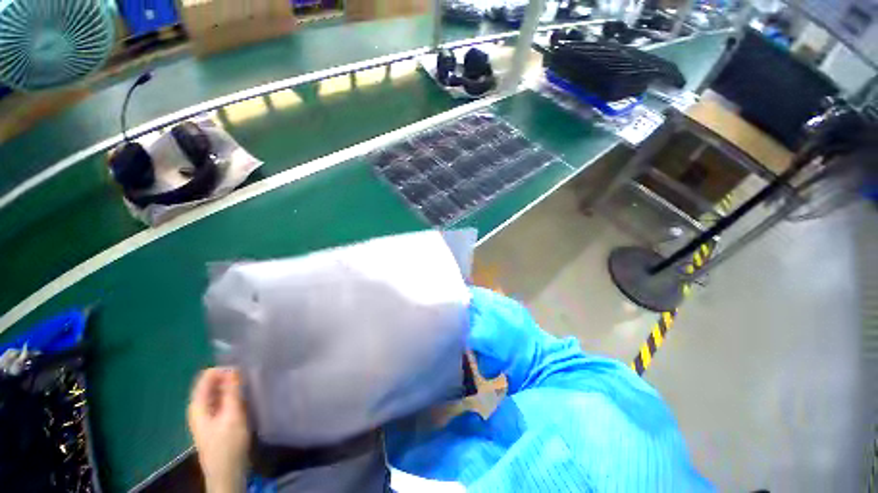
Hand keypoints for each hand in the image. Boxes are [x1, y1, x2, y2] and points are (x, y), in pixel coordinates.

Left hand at [187, 367, 250, 492]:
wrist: (227, 472)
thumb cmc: (228, 444)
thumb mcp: (232, 415)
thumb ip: (232, 391)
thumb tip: (234, 367)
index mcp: (198, 404)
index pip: (207, 375)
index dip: (225, 369)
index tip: (244, 370)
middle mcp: (201, 406)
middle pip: (214, 382)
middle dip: (231, 377)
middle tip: (250, 377)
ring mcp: (209, 414)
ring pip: (221, 391)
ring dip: (235, 386)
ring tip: (251, 386)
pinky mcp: (218, 419)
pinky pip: (225, 399)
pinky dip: (235, 395)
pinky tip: (248, 398)